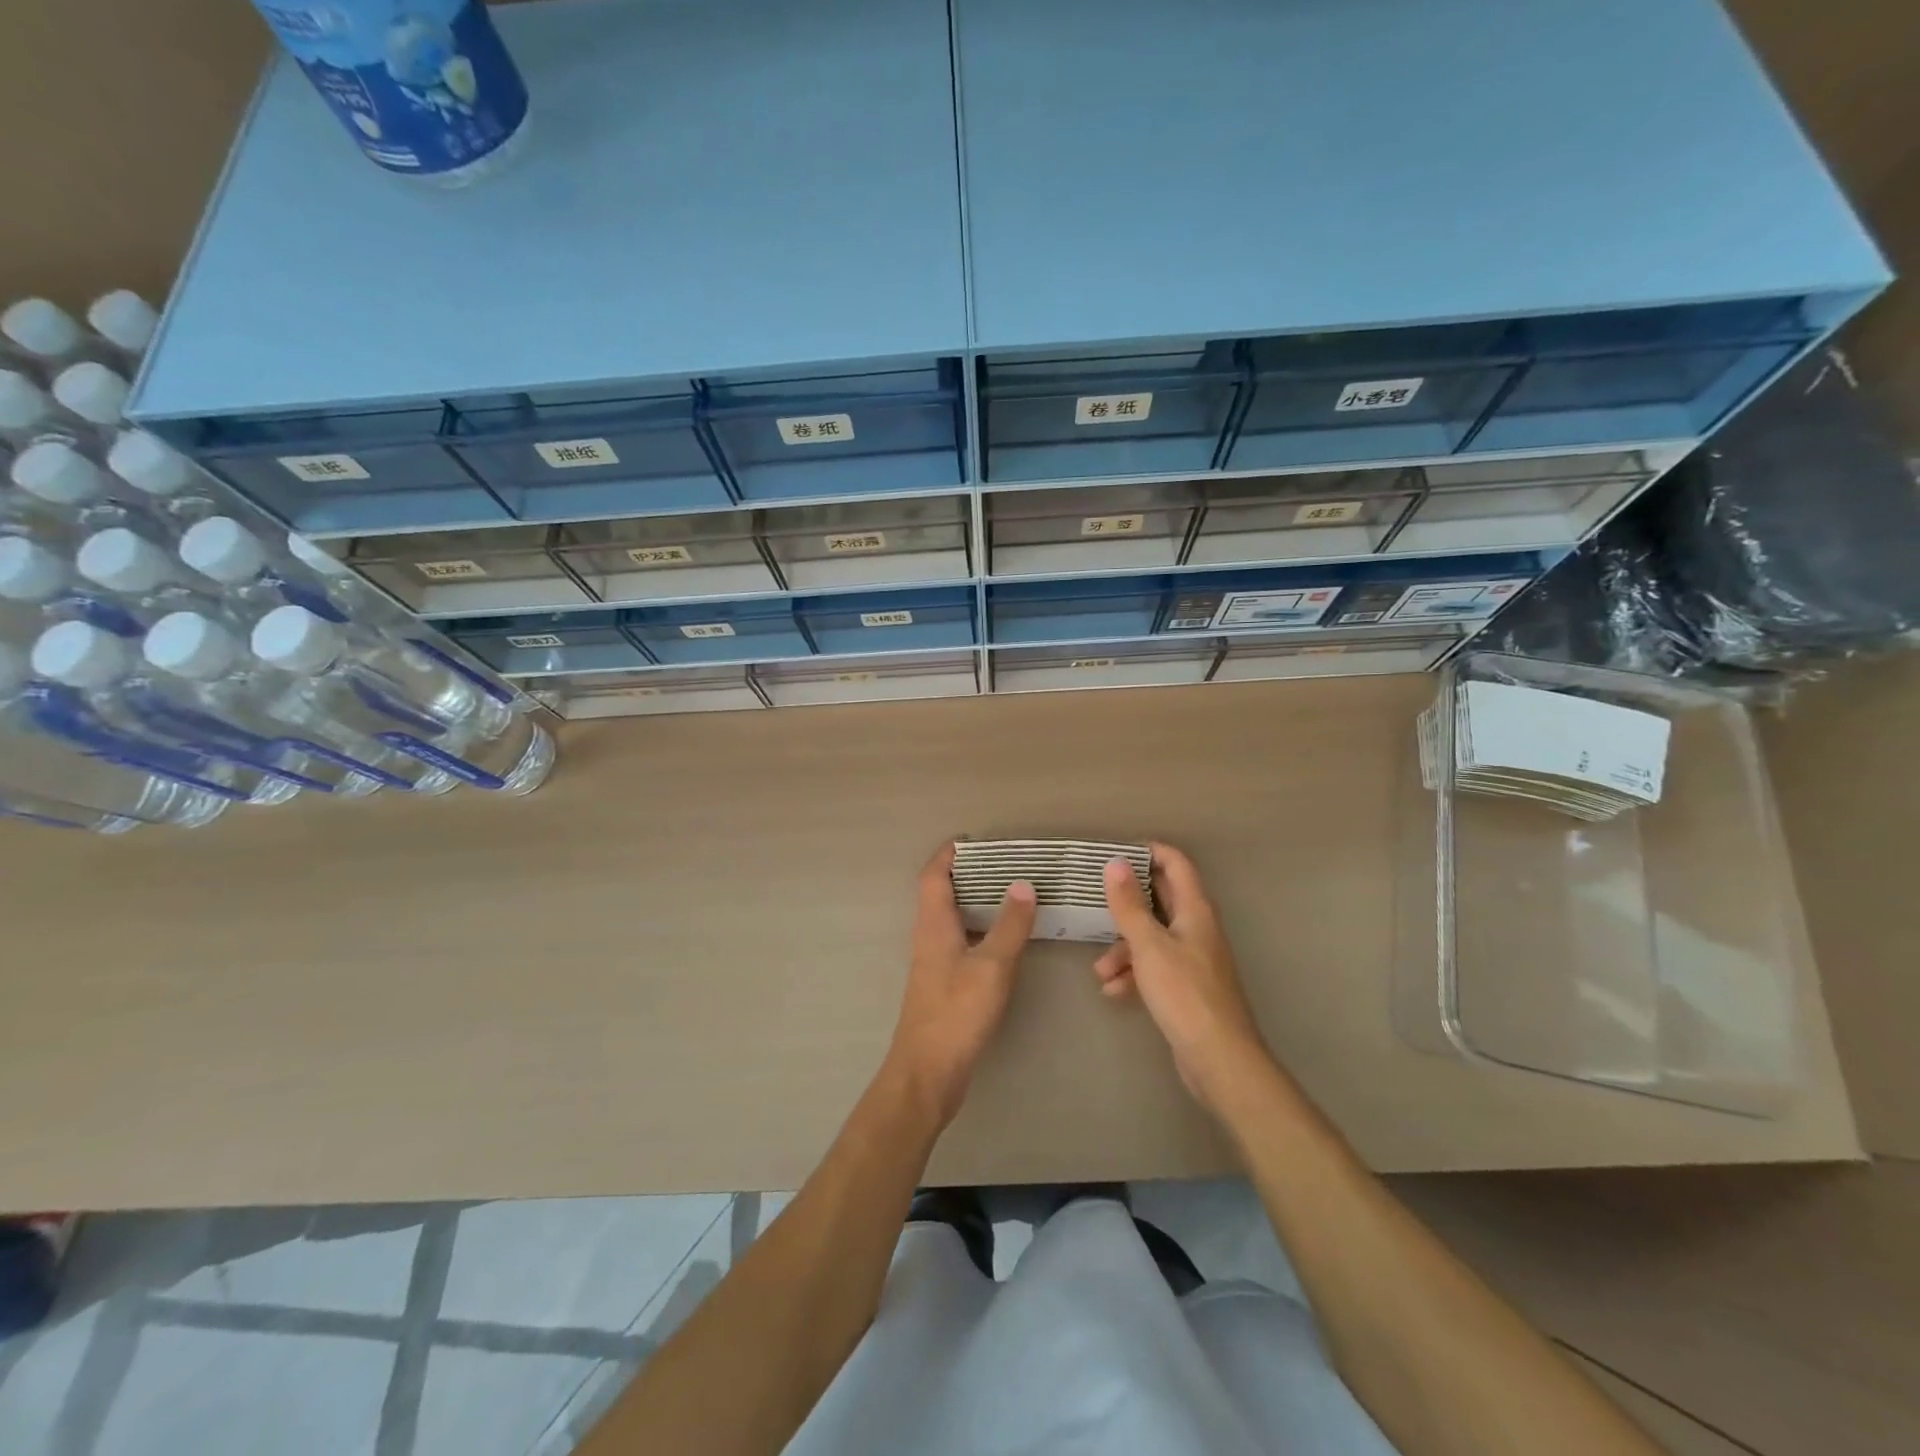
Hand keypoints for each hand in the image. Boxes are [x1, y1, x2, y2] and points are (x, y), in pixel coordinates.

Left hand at [885, 844, 1037, 1125]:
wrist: (928, 1071)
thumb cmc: (957, 1012)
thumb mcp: (991, 966)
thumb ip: (1009, 925)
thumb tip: (1023, 884)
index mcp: (933, 924)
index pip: (933, 875)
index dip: (948, 854)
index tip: (973, 840)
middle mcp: (928, 937)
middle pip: (942, 893)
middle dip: (968, 874)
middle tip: (1004, 864)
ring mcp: (934, 962)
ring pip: (952, 919)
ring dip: (975, 902)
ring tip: (1011, 894)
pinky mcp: (942, 984)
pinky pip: (960, 942)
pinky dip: (980, 930)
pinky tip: (1005, 940)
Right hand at [1095, 842, 1272, 1114]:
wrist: (1219, 1059)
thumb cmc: (1184, 994)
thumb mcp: (1149, 946)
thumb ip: (1130, 905)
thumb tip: (1115, 863)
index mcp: (1195, 910)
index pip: (1176, 864)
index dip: (1149, 852)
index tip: (1116, 852)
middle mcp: (1196, 928)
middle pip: (1160, 899)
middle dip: (1127, 902)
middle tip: (1095, 897)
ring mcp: (1193, 959)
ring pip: (1152, 937)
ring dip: (1124, 948)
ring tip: (1101, 971)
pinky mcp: (1186, 987)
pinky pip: (1154, 967)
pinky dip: (1134, 974)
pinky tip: (1115, 992)